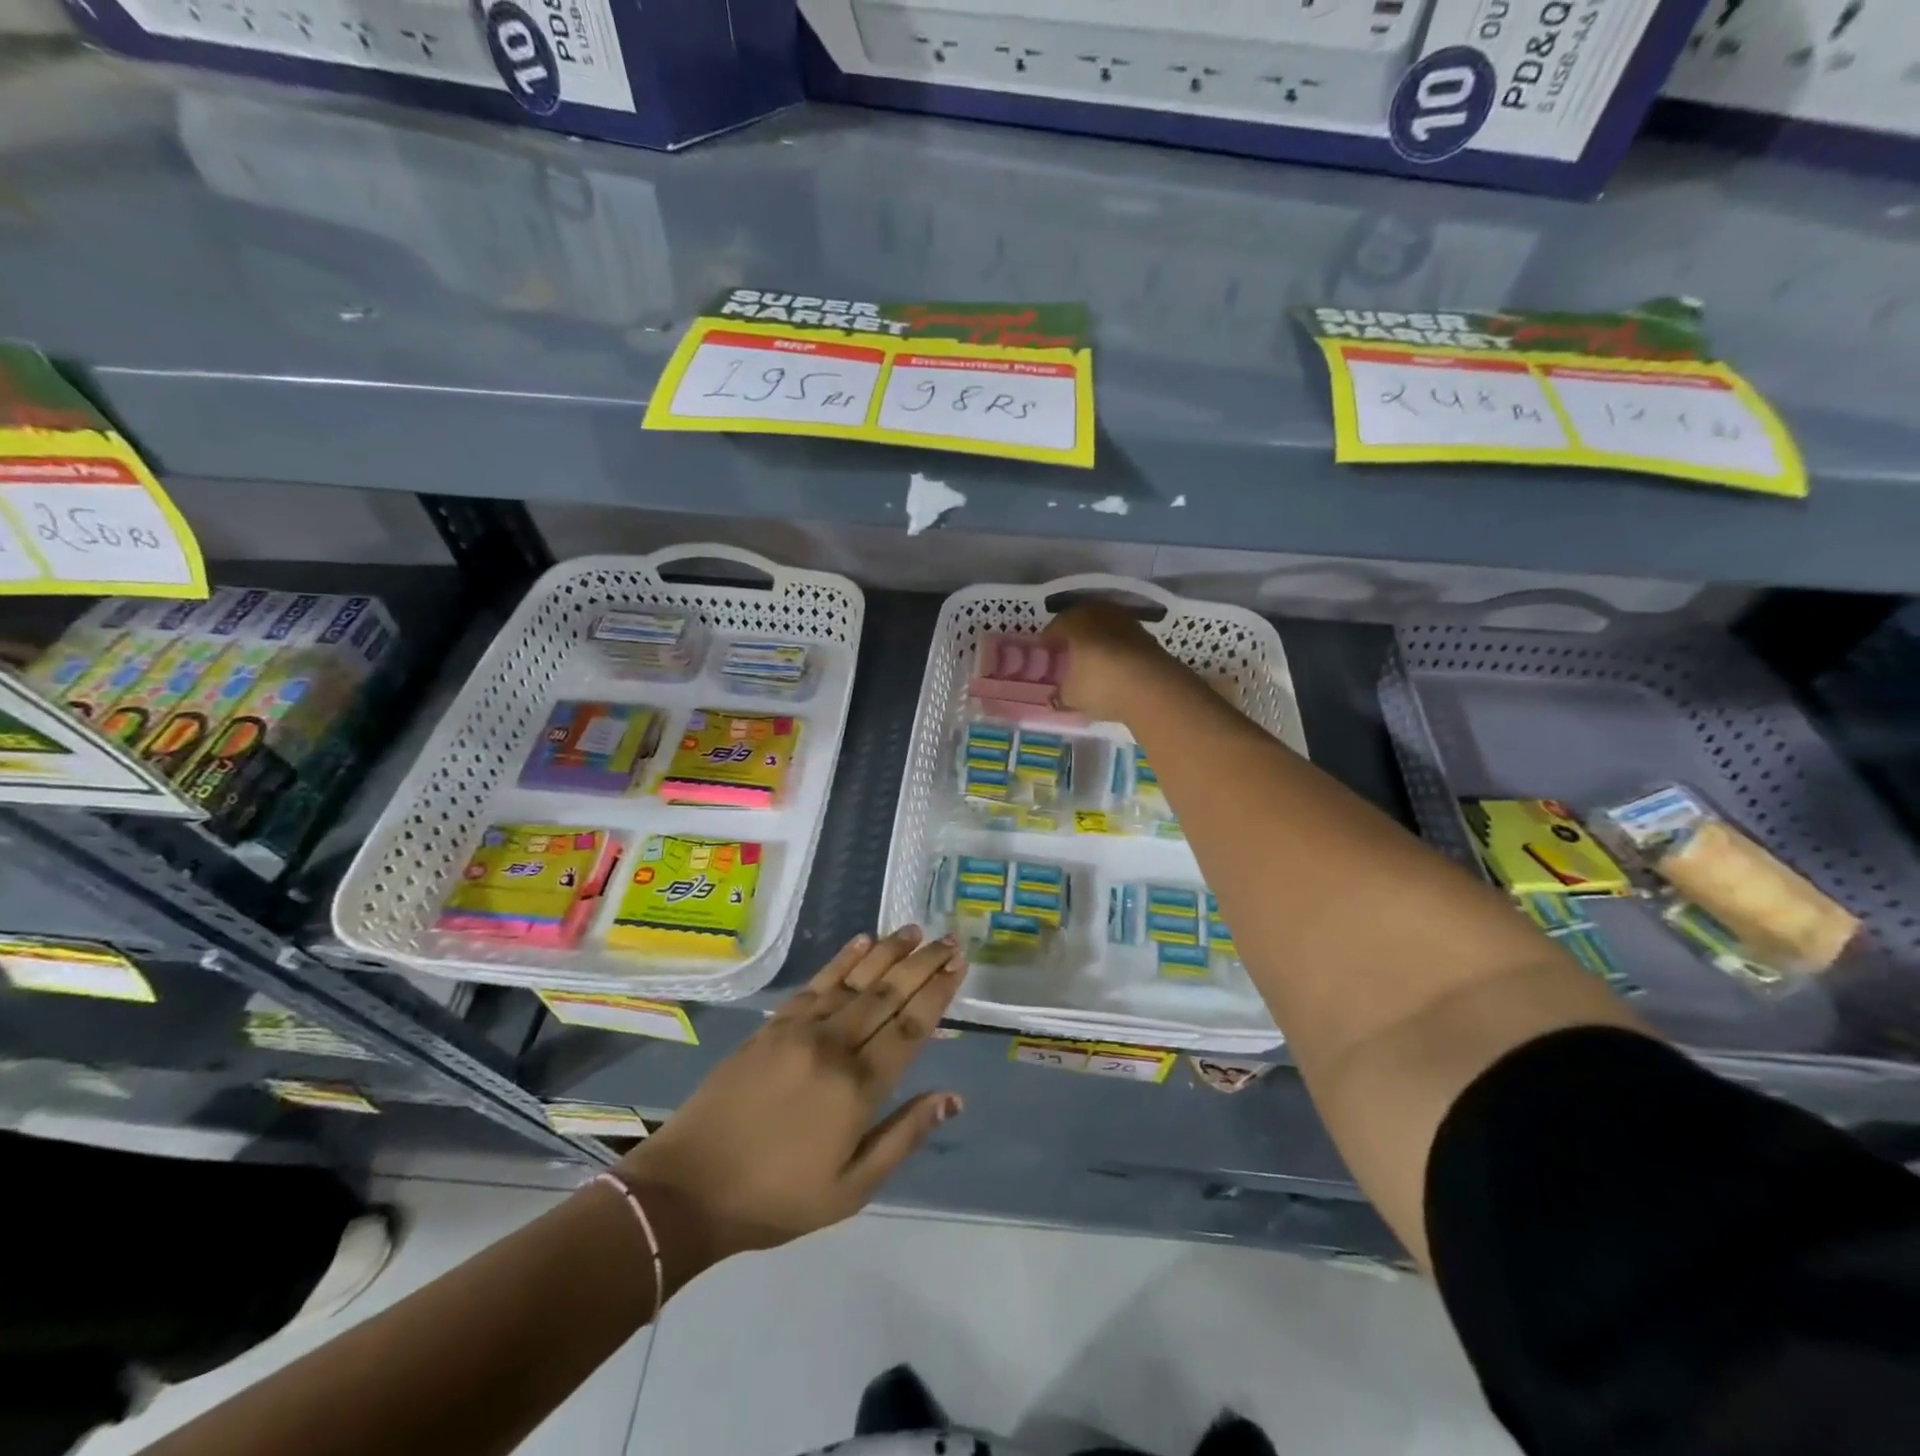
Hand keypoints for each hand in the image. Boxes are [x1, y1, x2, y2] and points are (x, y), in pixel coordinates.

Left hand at [615, 927, 965, 1272]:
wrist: (687, 1189)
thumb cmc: (776, 1199)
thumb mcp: (850, 1190)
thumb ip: (903, 1137)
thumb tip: (952, 1098)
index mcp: (858, 1089)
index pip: (910, 1028)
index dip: (937, 993)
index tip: (958, 965)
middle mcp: (834, 1046)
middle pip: (888, 994)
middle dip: (923, 964)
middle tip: (950, 939)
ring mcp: (799, 1030)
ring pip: (855, 980)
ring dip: (888, 952)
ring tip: (914, 930)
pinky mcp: (772, 1025)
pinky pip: (815, 983)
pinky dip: (841, 960)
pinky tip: (861, 942)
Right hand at [1039, 601, 1184, 722]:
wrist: (1155, 687)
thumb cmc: (1102, 685)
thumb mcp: (1071, 696)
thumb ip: (1060, 694)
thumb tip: (1055, 696)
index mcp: (1075, 621)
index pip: (1055, 627)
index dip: (1048, 643)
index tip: (1045, 656)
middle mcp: (1100, 613)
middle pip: (1080, 623)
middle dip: (1072, 638)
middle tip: (1066, 657)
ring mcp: (1126, 622)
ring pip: (1103, 629)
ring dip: (1096, 643)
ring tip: (1090, 663)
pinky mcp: (1147, 636)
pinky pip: (1121, 639)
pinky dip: (1114, 650)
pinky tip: (1112, 668)